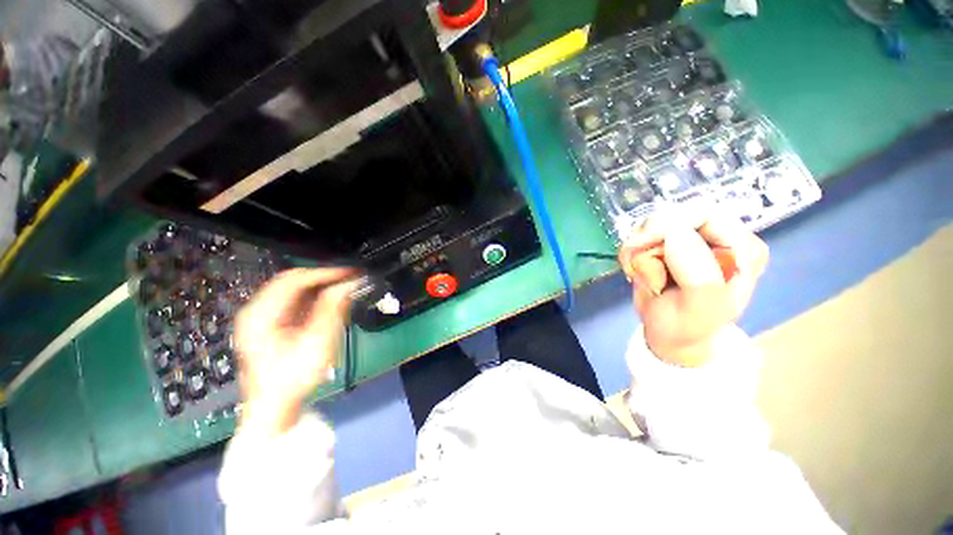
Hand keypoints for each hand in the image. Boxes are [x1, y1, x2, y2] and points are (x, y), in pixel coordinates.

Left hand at [234, 268, 356, 436]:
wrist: (274, 408)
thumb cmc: (293, 377)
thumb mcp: (317, 343)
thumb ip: (332, 309)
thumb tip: (349, 283)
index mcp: (260, 314)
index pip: (295, 280)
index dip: (325, 273)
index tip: (351, 272)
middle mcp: (256, 310)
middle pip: (291, 281)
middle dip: (322, 277)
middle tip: (349, 278)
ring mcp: (260, 317)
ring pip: (293, 290)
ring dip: (319, 287)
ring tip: (343, 288)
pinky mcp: (269, 324)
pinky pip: (293, 301)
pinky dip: (313, 298)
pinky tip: (329, 302)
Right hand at [618, 207, 768, 366]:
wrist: (670, 335)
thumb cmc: (689, 325)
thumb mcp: (701, 306)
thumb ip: (697, 271)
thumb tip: (674, 230)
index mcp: (741, 248)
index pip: (705, 213)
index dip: (668, 224)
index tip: (640, 244)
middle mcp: (718, 237)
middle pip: (673, 214)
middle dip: (648, 240)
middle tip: (635, 265)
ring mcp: (690, 239)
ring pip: (651, 225)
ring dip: (637, 249)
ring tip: (639, 274)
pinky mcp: (666, 244)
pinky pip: (639, 236)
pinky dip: (631, 253)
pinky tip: (636, 271)